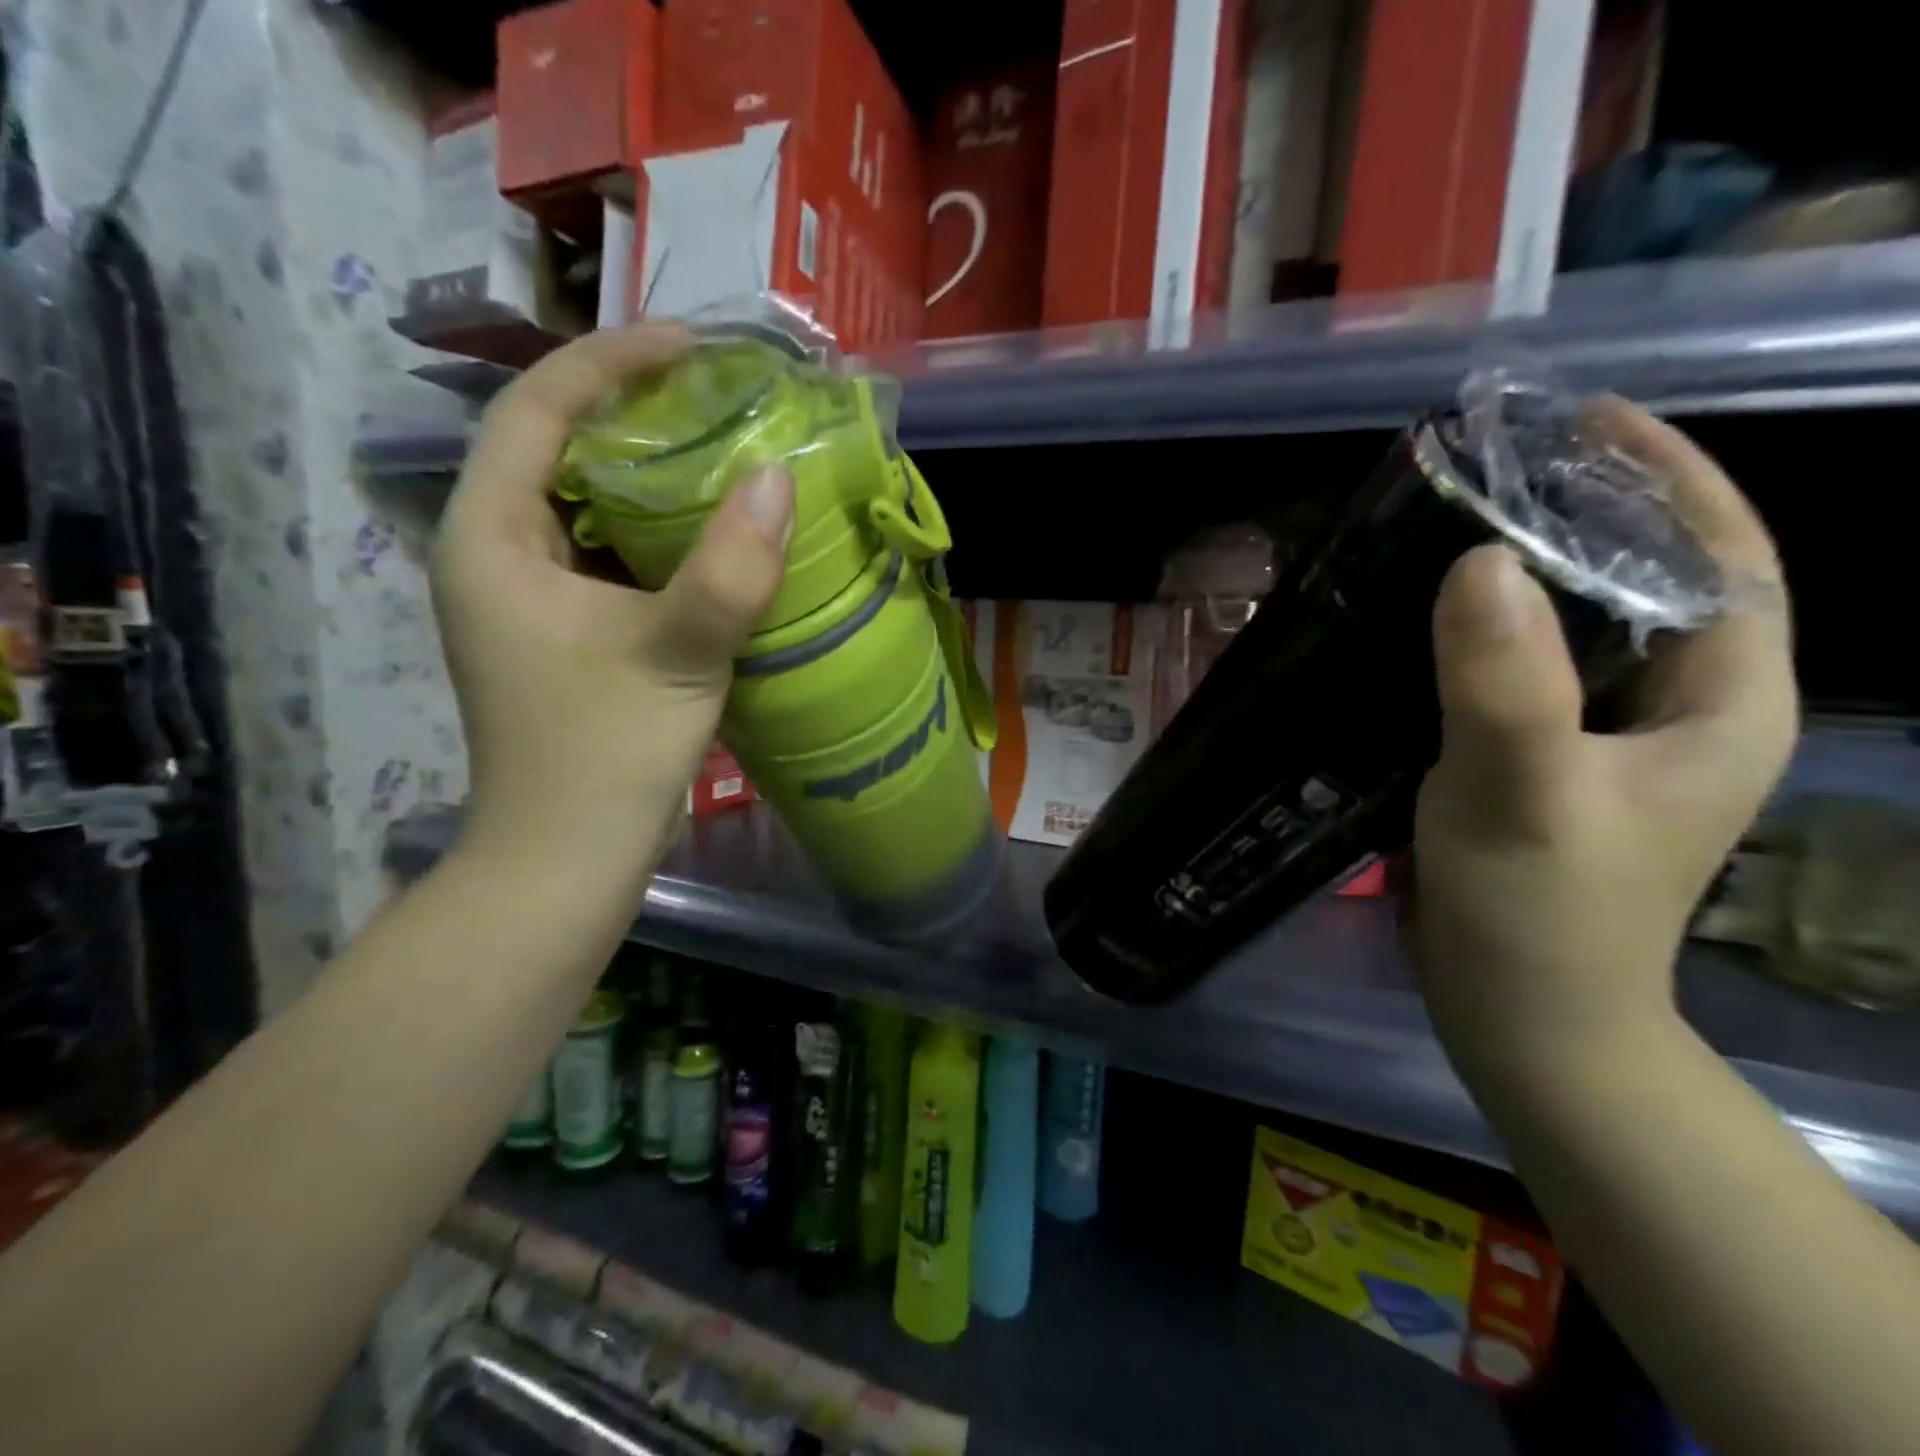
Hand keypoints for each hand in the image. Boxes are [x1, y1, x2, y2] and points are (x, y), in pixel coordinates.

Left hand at [431, 325, 794, 868]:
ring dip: (656, 478)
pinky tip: (718, 535)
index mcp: (491, 538)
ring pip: (593, 507)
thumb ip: (730, 569)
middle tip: (720, 397)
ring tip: (728, 451)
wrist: (569, 859)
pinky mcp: (570, 633)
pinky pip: (616, 558)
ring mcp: (533, 598)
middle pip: (561, 451)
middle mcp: (499, 554)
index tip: (691, 345)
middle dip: (638, 414)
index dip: (610, 362)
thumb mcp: (675, 654)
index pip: (536, 411)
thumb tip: (781, 480)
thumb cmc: (604, 756)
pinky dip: (665, 537)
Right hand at [1412, 401, 1797, 1089]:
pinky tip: (1426, 619)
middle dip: (1587, 513)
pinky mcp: (1540, 758)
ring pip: (1577, 625)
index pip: (1722, 558)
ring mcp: (1602, 737)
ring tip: (1456, 525)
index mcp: (1719, 702)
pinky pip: (1522, 669)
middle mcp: (1675, 708)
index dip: (1669, 477)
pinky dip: (1483, 632)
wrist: (1518, 1010)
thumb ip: (1506, 682)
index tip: (1589, 420)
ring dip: (1527, 572)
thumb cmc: (1540, 910)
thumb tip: (1478, 561)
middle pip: (1648, 580)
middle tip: (1501, 467)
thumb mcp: (1523, 792)